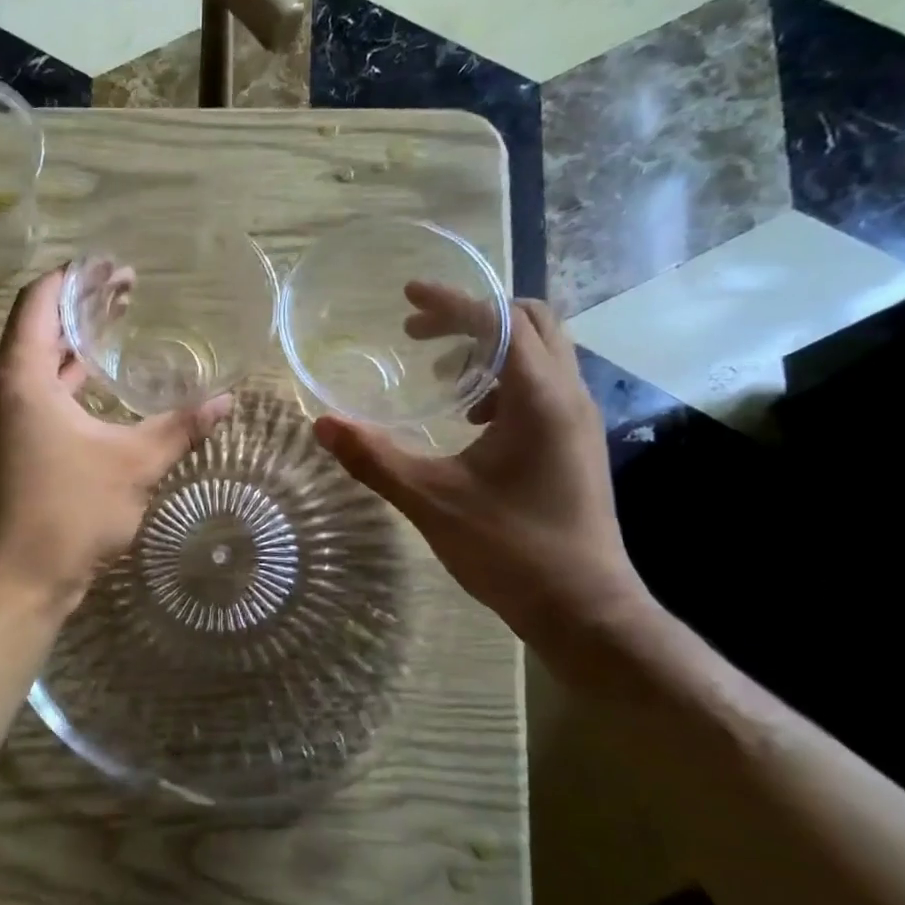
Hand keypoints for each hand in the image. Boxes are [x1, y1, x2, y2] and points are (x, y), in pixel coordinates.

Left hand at [0, 268, 231, 613]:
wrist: (14, 584)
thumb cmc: (69, 513)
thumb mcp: (134, 464)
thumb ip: (180, 426)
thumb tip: (227, 401)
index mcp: (18, 377)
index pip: (40, 300)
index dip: (77, 277)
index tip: (115, 267)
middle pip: (36, 329)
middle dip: (81, 308)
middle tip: (129, 291)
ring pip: (33, 366)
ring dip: (72, 347)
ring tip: (117, 328)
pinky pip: (31, 396)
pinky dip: (63, 383)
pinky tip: (97, 388)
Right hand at [314, 287, 646, 642]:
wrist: (582, 608)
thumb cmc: (509, 549)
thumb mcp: (430, 500)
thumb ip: (374, 458)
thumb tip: (322, 424)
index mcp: (538, 397)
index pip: (498, 321)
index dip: (451, 302)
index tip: (408, 296)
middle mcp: (568, 395)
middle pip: (531, 320)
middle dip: (473, 316)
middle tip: (420, 335)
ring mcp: (579, 420)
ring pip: (541, 352)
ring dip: (491, 348)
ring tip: (441, 380)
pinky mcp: (577, 443)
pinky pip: (544, 384)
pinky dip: (505, 380)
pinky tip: (471, 422)